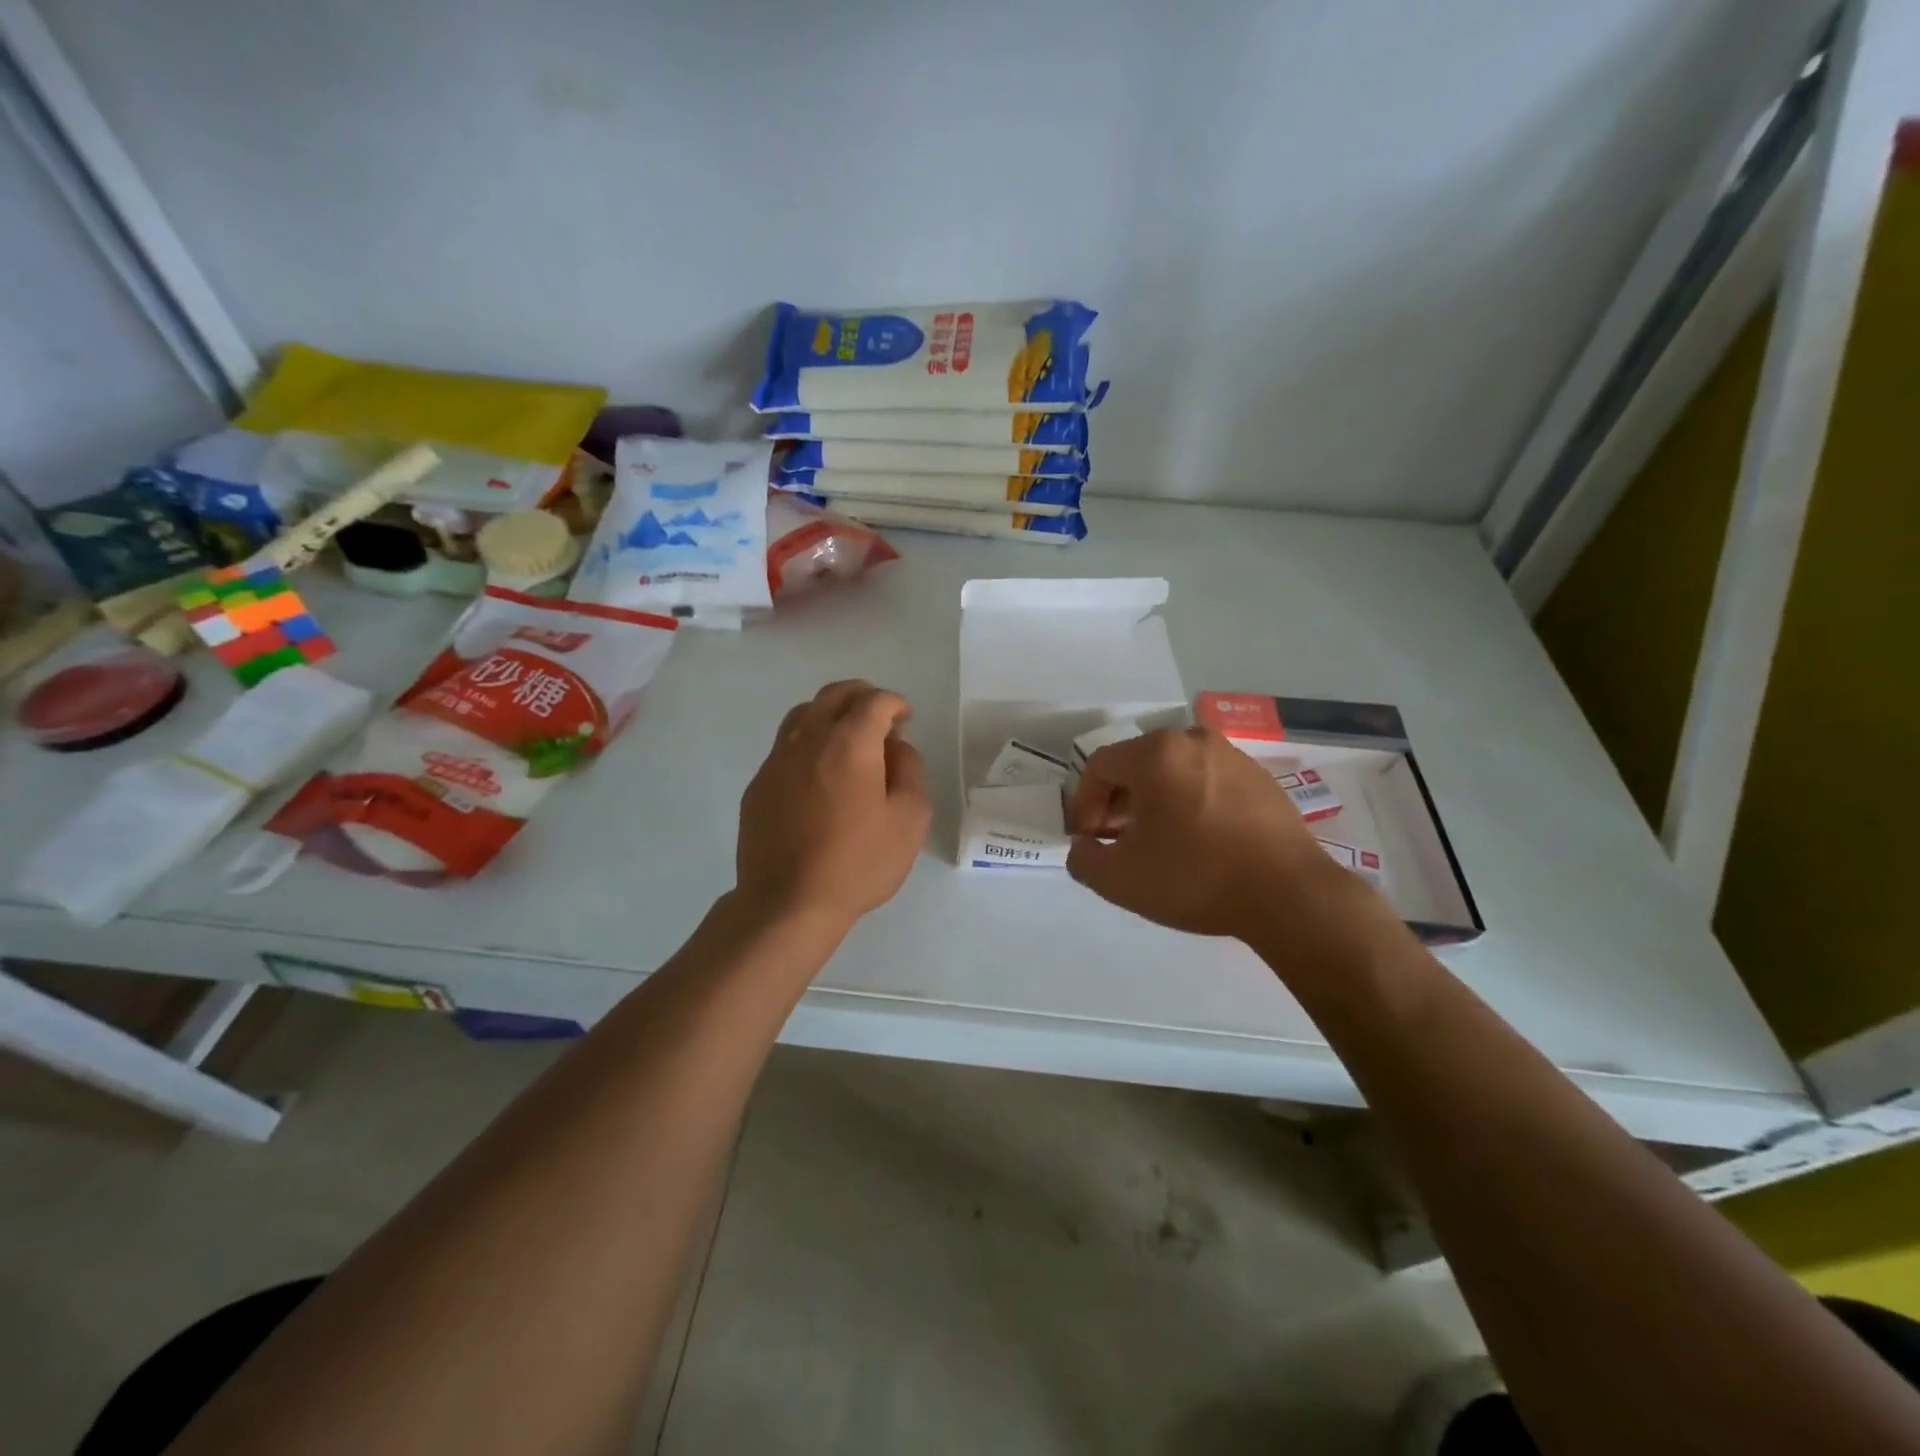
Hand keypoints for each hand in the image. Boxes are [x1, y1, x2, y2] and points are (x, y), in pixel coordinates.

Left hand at [735, 680, 931, 931]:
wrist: (788, 902)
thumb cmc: (858, 863)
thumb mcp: (910, 819)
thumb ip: (910, 770)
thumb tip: (896, 747)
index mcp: (849, 742)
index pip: (874, 701)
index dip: (895, 704)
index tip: (906, 721)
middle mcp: (808, 738)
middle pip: (834, 695)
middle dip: (863, 697)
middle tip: (881, 719)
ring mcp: (776, 760)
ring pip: (804, 714)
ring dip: (831, 713)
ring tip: (849, 739)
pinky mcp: (759, 784)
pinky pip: (785, 745)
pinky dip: (809, 742)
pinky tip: (819, 774)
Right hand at [1066, 727, 1360, 941]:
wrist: (1289, 895)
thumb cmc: (1195, 877)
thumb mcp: (1119, 879)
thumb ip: (1084, 858)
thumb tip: (1084, 845)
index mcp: (1156, 753)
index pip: (1100, 767)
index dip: (1083, 803)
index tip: (1087, 838)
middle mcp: (1193, 741)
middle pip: (1137, 765)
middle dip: (1118, 802)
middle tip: (1117, 840)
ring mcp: (1233, 757)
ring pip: (1174, 772)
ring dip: (1154, 802)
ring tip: (1157, 843)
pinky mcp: (1261, 779)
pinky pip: (1208, 783)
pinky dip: (1190, 804)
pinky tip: (1197, 841)